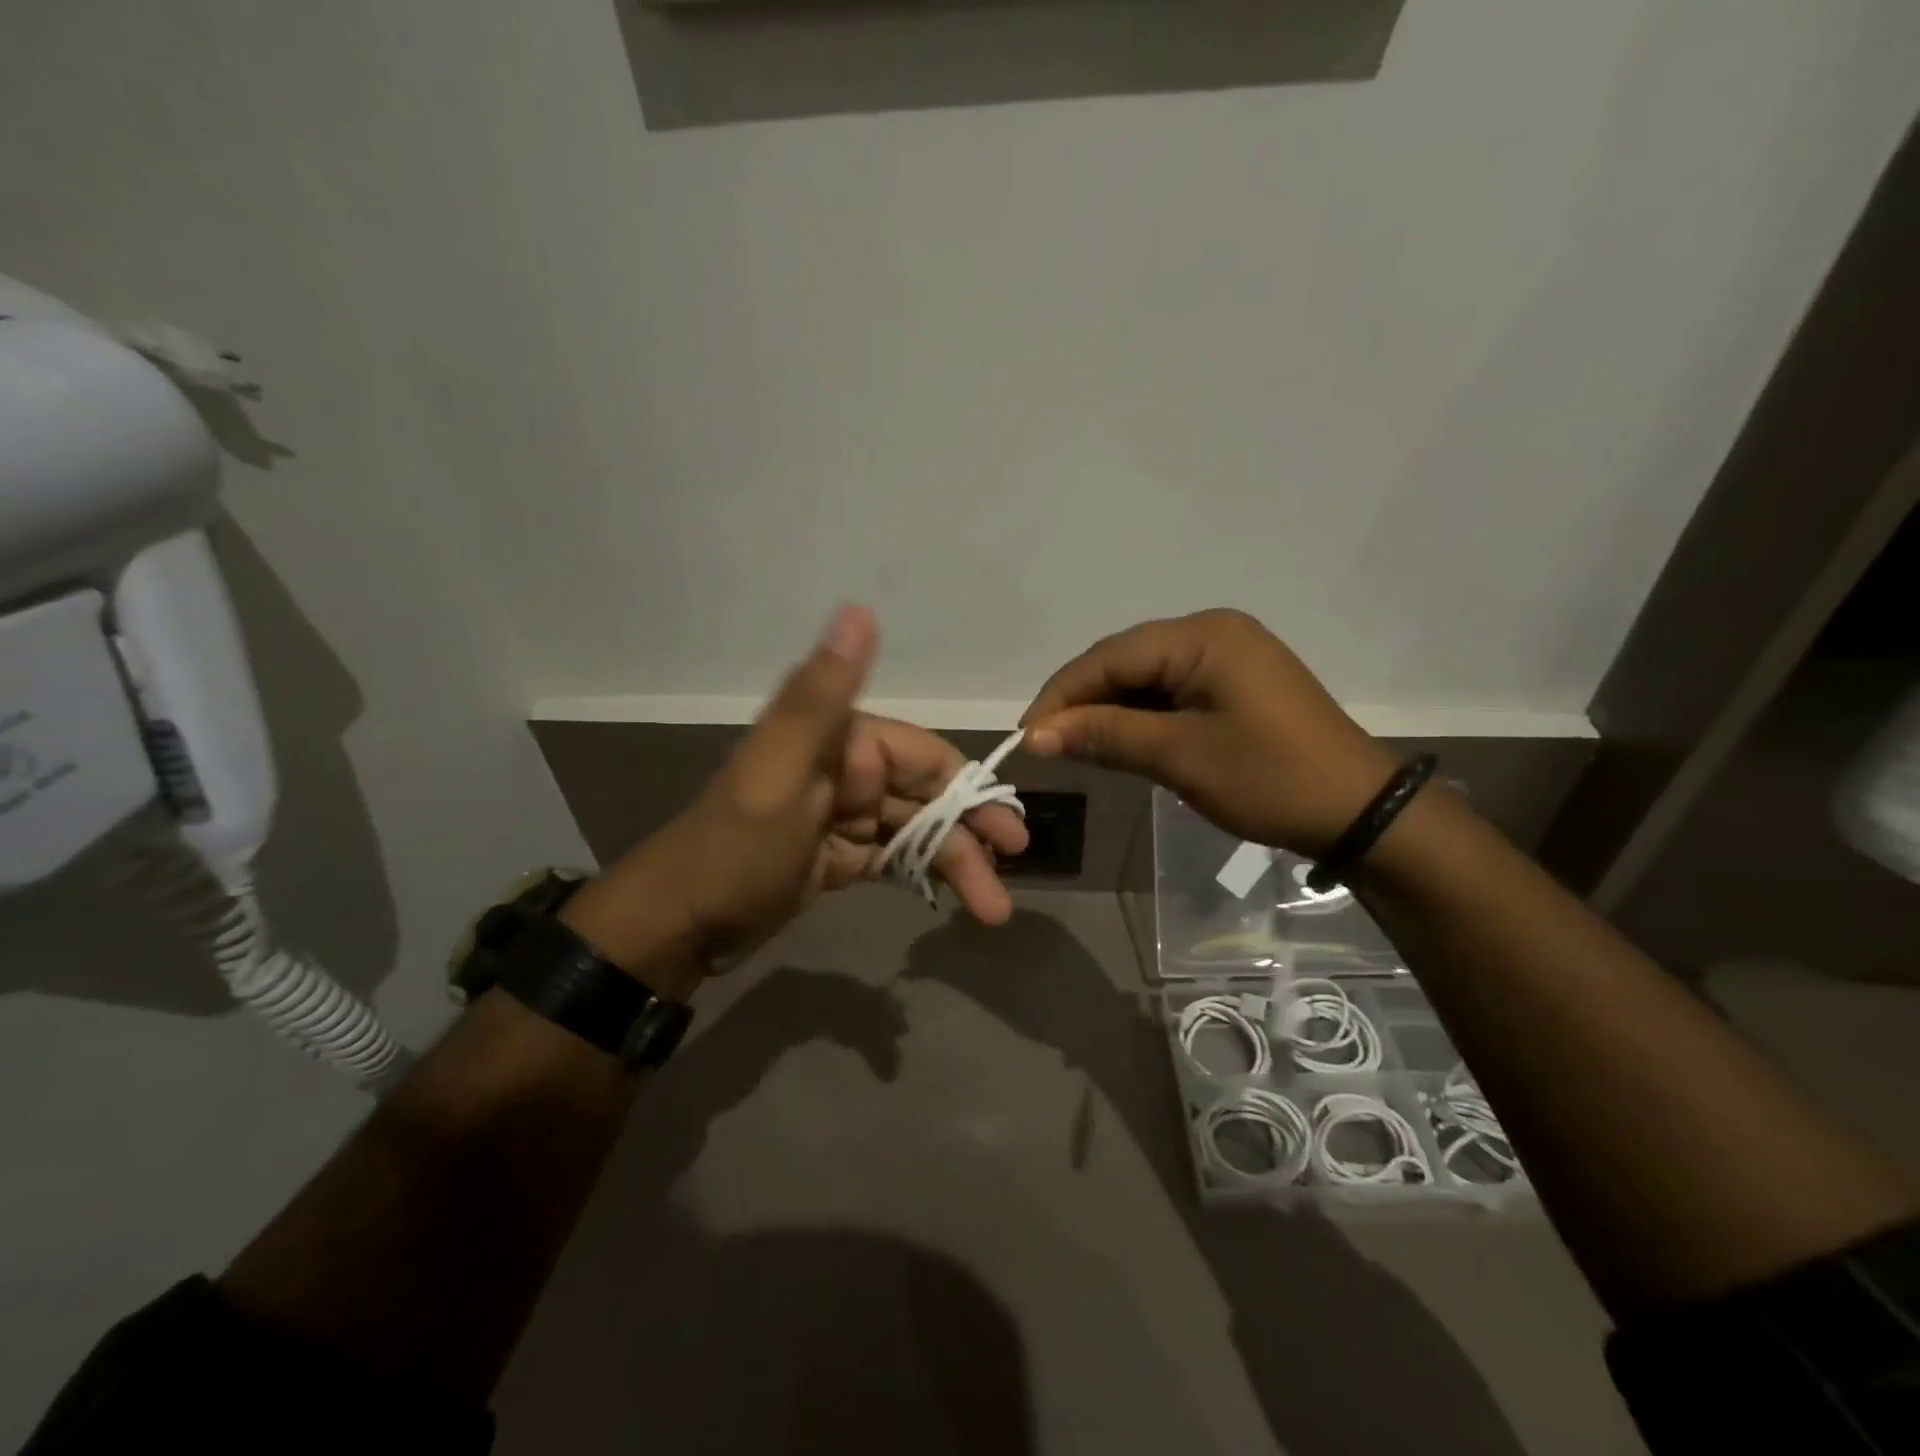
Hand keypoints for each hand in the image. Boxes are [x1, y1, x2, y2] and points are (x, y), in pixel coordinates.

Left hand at [564, 606, 1028, 987]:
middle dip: (969, 834)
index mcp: (839, 741)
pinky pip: (892, 858)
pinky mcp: (835, 855)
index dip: (969, 790)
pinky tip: (953, 898)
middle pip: (926, 797)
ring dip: (954, 864)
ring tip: (991, 909)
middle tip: (1011, 871)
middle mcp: (845, 770)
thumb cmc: (734, 850)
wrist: (677, 925)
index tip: (1009, 830)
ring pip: (915, 831)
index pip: (923, 757)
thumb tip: (859, 608)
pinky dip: (922, 873)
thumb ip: (822, 697)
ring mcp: (841, 816)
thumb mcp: (780, 773)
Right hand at [1021, 609, 1396, 855]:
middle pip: (1125, 662)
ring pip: (1144, 678)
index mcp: (1203, 636)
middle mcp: (1211, 632)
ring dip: (1108, 712)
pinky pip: (1170, 692)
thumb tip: (1036, 734)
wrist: (1360, 812)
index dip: (1061, 695)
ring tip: (1074, 747)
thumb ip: (1106, 736)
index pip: (1109, 656)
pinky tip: (1119, 742)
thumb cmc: (1270, 779)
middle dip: (1082, 702)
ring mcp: (1226, 657)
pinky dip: (1140, 718)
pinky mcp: (1233, 684)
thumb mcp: (1180, 757)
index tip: (1026, 736)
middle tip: (1046, 745)